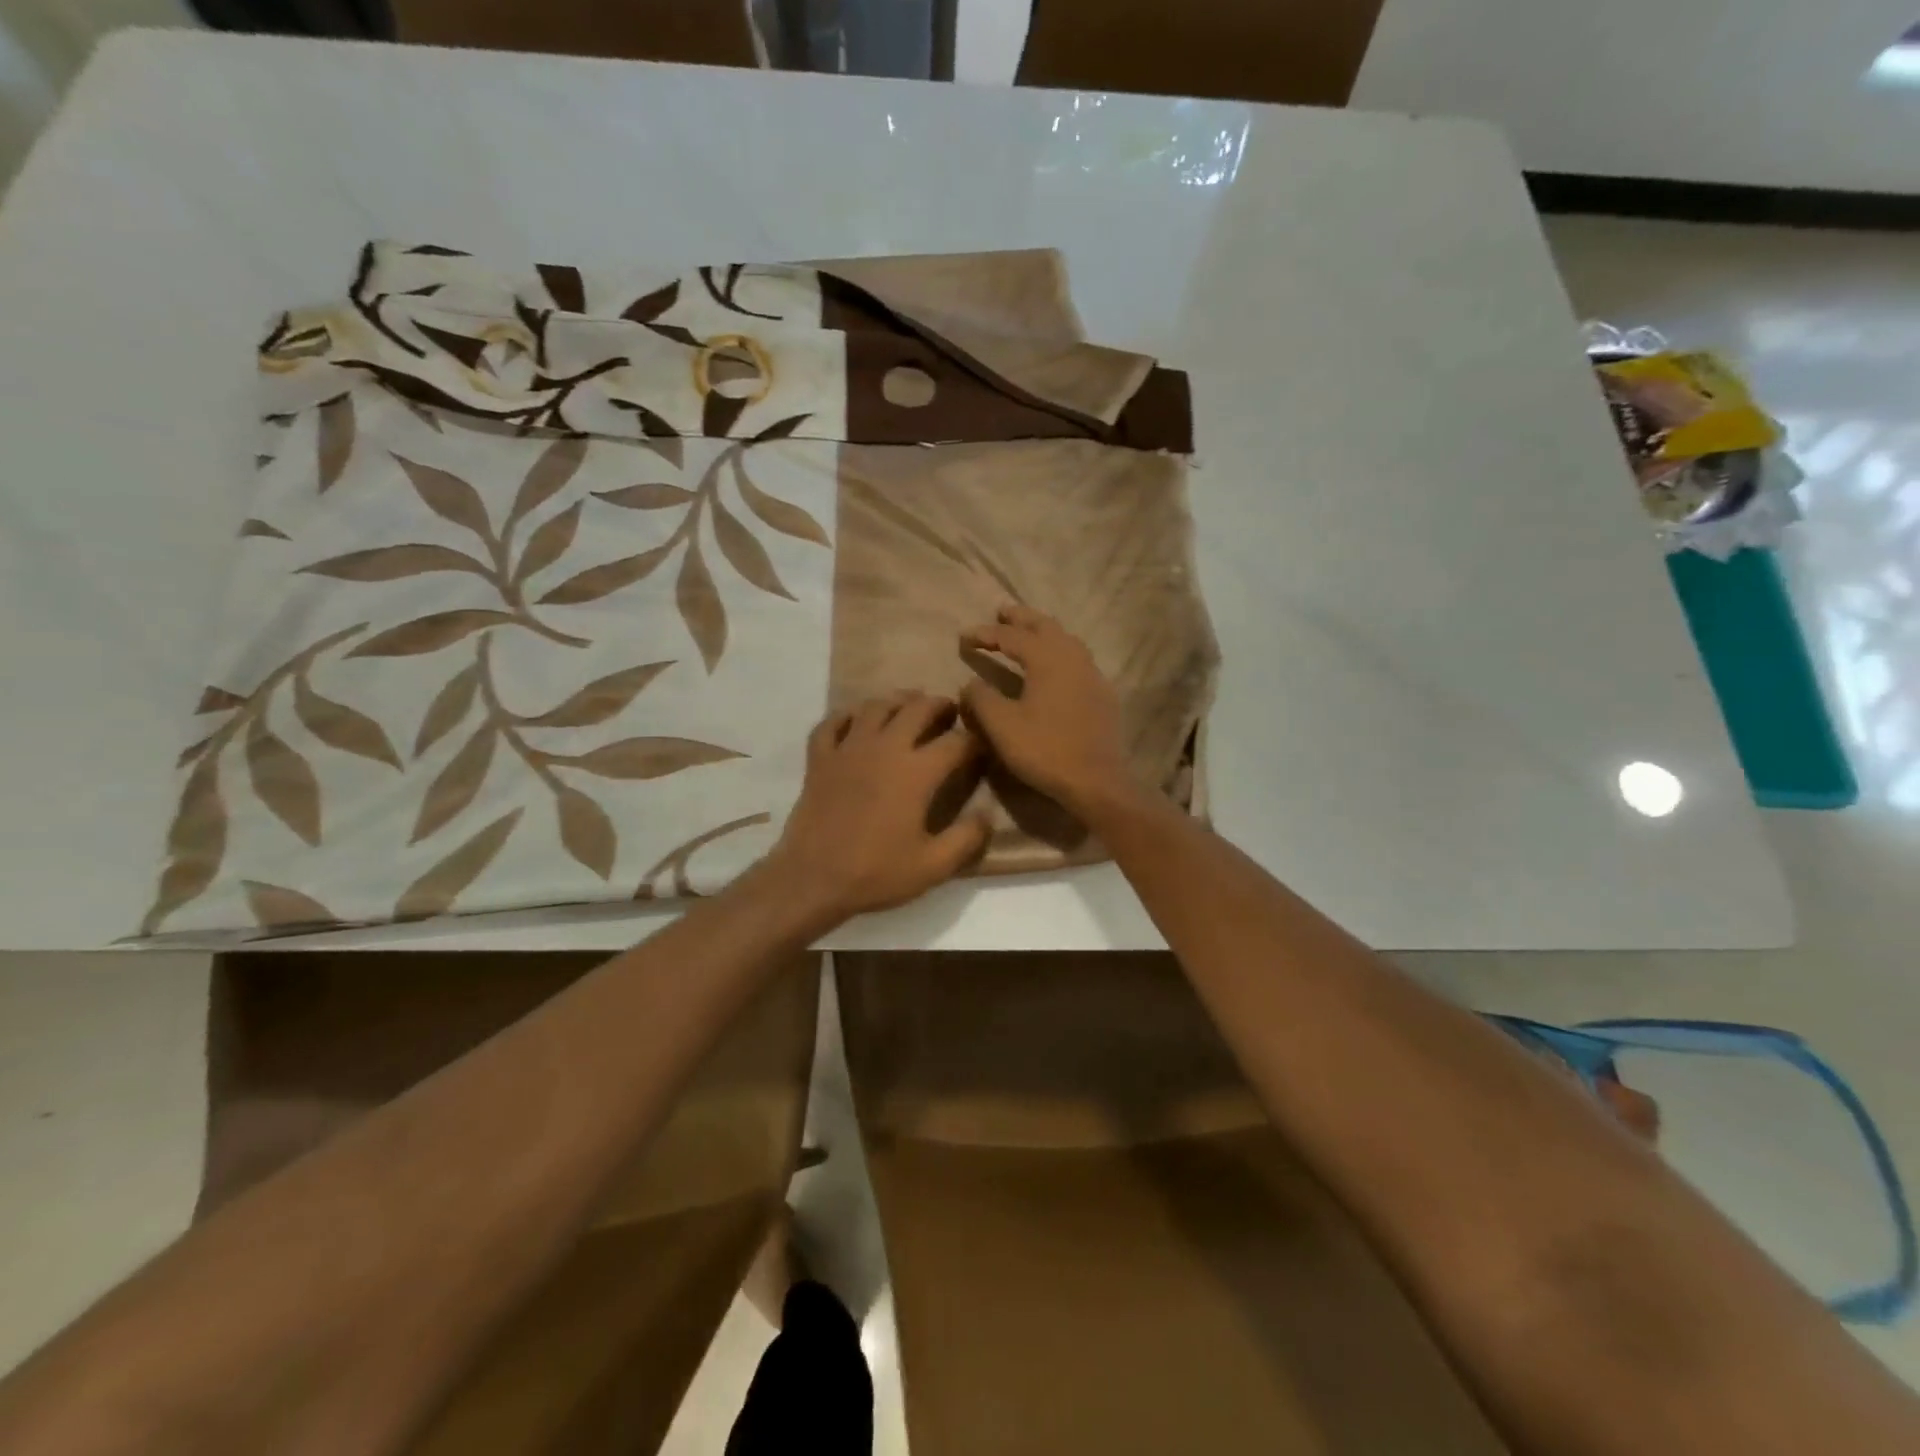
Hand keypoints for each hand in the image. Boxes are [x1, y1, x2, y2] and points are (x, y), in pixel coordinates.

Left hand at [766, 691, 989, 921]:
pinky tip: (856, 721)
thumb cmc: (876, 872)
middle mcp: (884, 748)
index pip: (956, 742)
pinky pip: (832, 723)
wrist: (812, 878)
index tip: (982, 746)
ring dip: (897, 701)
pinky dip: (847, 716)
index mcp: (916, 772)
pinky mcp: (819, 758)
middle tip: (950, 711)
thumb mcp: (933, 866)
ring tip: (909, 706)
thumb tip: (988, 814)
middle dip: (940, 705)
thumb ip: (967, 838)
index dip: (975, 740)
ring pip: (875, 706)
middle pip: (917, 708)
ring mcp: (848, 749)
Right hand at [960, 604, 1138, 819]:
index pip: (1011, 636)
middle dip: (1021, 618)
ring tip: (1027, 633)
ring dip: (1043, 631)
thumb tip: (970, 683)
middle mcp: (1072, 657)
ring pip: (1066, 639)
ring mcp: (1092, 674)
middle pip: (1045, 626)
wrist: (1097, 780)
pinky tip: (1055, 666)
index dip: (985, 634)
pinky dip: (1060, 651)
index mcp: (1047, 658)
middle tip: (1001, 612)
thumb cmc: (1045, 750)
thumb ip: (981, 699)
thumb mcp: (1002, 726)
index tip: (964, 637)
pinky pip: (1078, 659)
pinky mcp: (1102, 693)